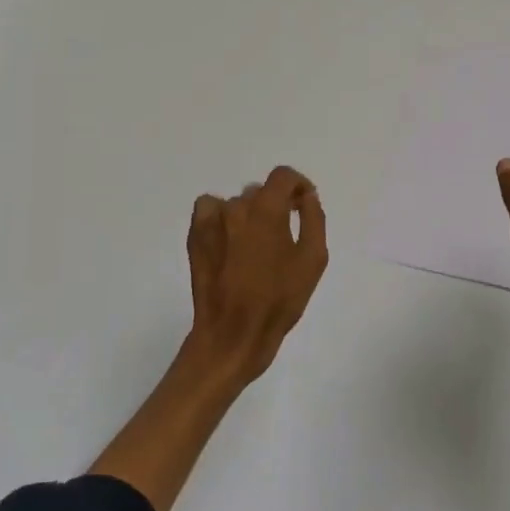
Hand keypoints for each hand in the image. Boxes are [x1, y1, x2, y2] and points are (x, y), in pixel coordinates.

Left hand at [186, 165, 328, 382]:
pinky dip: (221, 217)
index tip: (303, 205)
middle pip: (261, 192)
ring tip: (255, 247)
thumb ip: (314, 220)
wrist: (233, 334)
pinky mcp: (195, 236)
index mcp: (268, 210)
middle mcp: (237, 207)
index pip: (283, 176)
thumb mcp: (312, 261)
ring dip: (250, 216)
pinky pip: (210, 210)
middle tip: (283, 235)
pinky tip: (229, 241)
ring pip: (237, 204)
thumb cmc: (279, 300)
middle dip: (275, 205)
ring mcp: (212, 221)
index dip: (298, 185)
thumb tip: (307, 197)